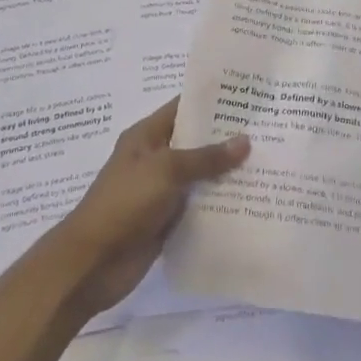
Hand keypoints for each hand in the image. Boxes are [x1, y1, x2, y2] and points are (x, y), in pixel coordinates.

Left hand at [48, 98, 249, 318]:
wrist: (91, 264)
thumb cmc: (124, 204)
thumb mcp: (165, 171)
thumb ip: (205, 157)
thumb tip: (245, 141)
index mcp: (146, 137)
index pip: (182, 108)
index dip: (211, 101)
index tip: (247, 96)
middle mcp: (155, 159)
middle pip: (195, 142)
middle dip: (227, 138)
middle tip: (268, 129)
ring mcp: (161, 191)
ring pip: (200, 175)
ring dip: (227, 173)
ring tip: (269, 162)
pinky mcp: (168, 221)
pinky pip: (199, 205)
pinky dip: (220, 203)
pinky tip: (251, 200)